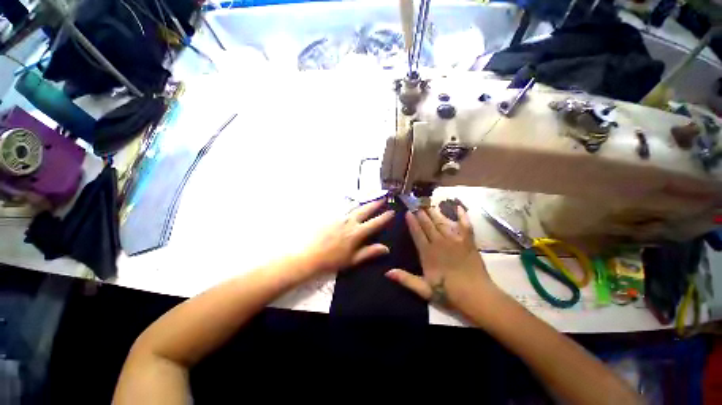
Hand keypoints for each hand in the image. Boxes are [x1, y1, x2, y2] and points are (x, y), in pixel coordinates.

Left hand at [302, 199, 393, 274]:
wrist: (310, 255)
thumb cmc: (332, 260)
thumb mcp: (353, 259)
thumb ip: (369, 252)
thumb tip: (386, 248)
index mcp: (357, 233)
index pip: (375, 223)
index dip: (384, 217)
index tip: (392, 212)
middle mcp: (350, 221)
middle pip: (365, 210)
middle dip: (375, 204)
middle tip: (383, 198)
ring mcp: (339, 217)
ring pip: (355, 207)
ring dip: (364, 202)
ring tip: (371, 197)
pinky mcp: (331, 217)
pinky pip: (344, 208)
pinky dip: (351, 205)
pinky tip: (352, 204)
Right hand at [385, 206, 493, 308]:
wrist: (476, 296)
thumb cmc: (448, 293)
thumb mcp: (424, 289)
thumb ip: (405, 279)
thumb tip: (387, 273)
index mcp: (428, 253)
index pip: (417, 233)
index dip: (412, 222)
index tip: (407, 212)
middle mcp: (439, 243)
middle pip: (428, 225)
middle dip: (421, 213)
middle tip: (416, 203)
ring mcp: (455, 240)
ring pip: (442, 222)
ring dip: (434, 212)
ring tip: (428, 204)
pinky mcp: (468, 242)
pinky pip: (465, 225)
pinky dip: (462, 216)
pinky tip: (460, 207)